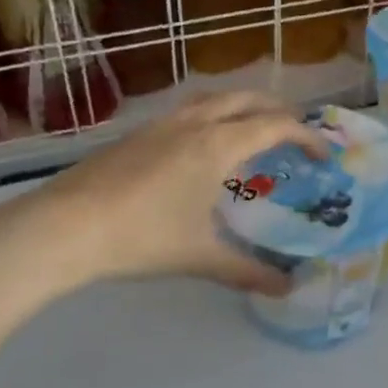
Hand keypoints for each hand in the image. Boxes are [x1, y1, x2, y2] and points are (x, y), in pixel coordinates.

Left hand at [19, 91, 330, 295]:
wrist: (65, 226)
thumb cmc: (141, 237)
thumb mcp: (199, 256)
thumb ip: (246, 271)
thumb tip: (284, 289)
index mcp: (217, 145)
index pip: (275, 125)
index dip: (306, 136)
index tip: (323, 156)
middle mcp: (193, 123)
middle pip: (247, 98)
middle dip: (277, 110)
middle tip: (294, 134)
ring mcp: (161, 123)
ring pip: (213, 98)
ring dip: (241, 106)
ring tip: (251, 131)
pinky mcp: (137, 132)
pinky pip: (187, 110)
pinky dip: (211, 115)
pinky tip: (201, 146)